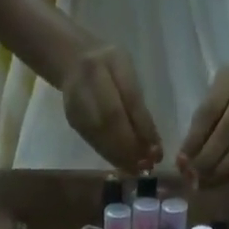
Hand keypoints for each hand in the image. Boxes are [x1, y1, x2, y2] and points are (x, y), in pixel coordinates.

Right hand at [60, 43, 162, 173]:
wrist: (72, 60)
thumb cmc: (108, 64)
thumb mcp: (127, 72)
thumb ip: (137, 105)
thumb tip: (151, 143)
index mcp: (106, 63)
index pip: (128, 99)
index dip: (142, 128)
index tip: (156, 150)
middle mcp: (88, 83)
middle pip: (110, 122)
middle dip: (131, 147)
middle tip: (146, 165)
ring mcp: (77, 104)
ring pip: (101, 137)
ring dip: (121, 157)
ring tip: (137, 169)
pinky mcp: (74, 122)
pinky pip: (94, 143)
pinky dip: (111, 156)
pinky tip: (123, 164)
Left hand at [177, 63, 228, 186]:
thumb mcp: (212, 96)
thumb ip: (199, 125)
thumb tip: (183, 162)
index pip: (210, 111)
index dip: (194, 139)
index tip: (180, 161)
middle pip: (228, 130)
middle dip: (207, 159)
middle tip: (192, 177)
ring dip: (220, 172)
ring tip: (203, 184)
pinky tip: (217, 182)